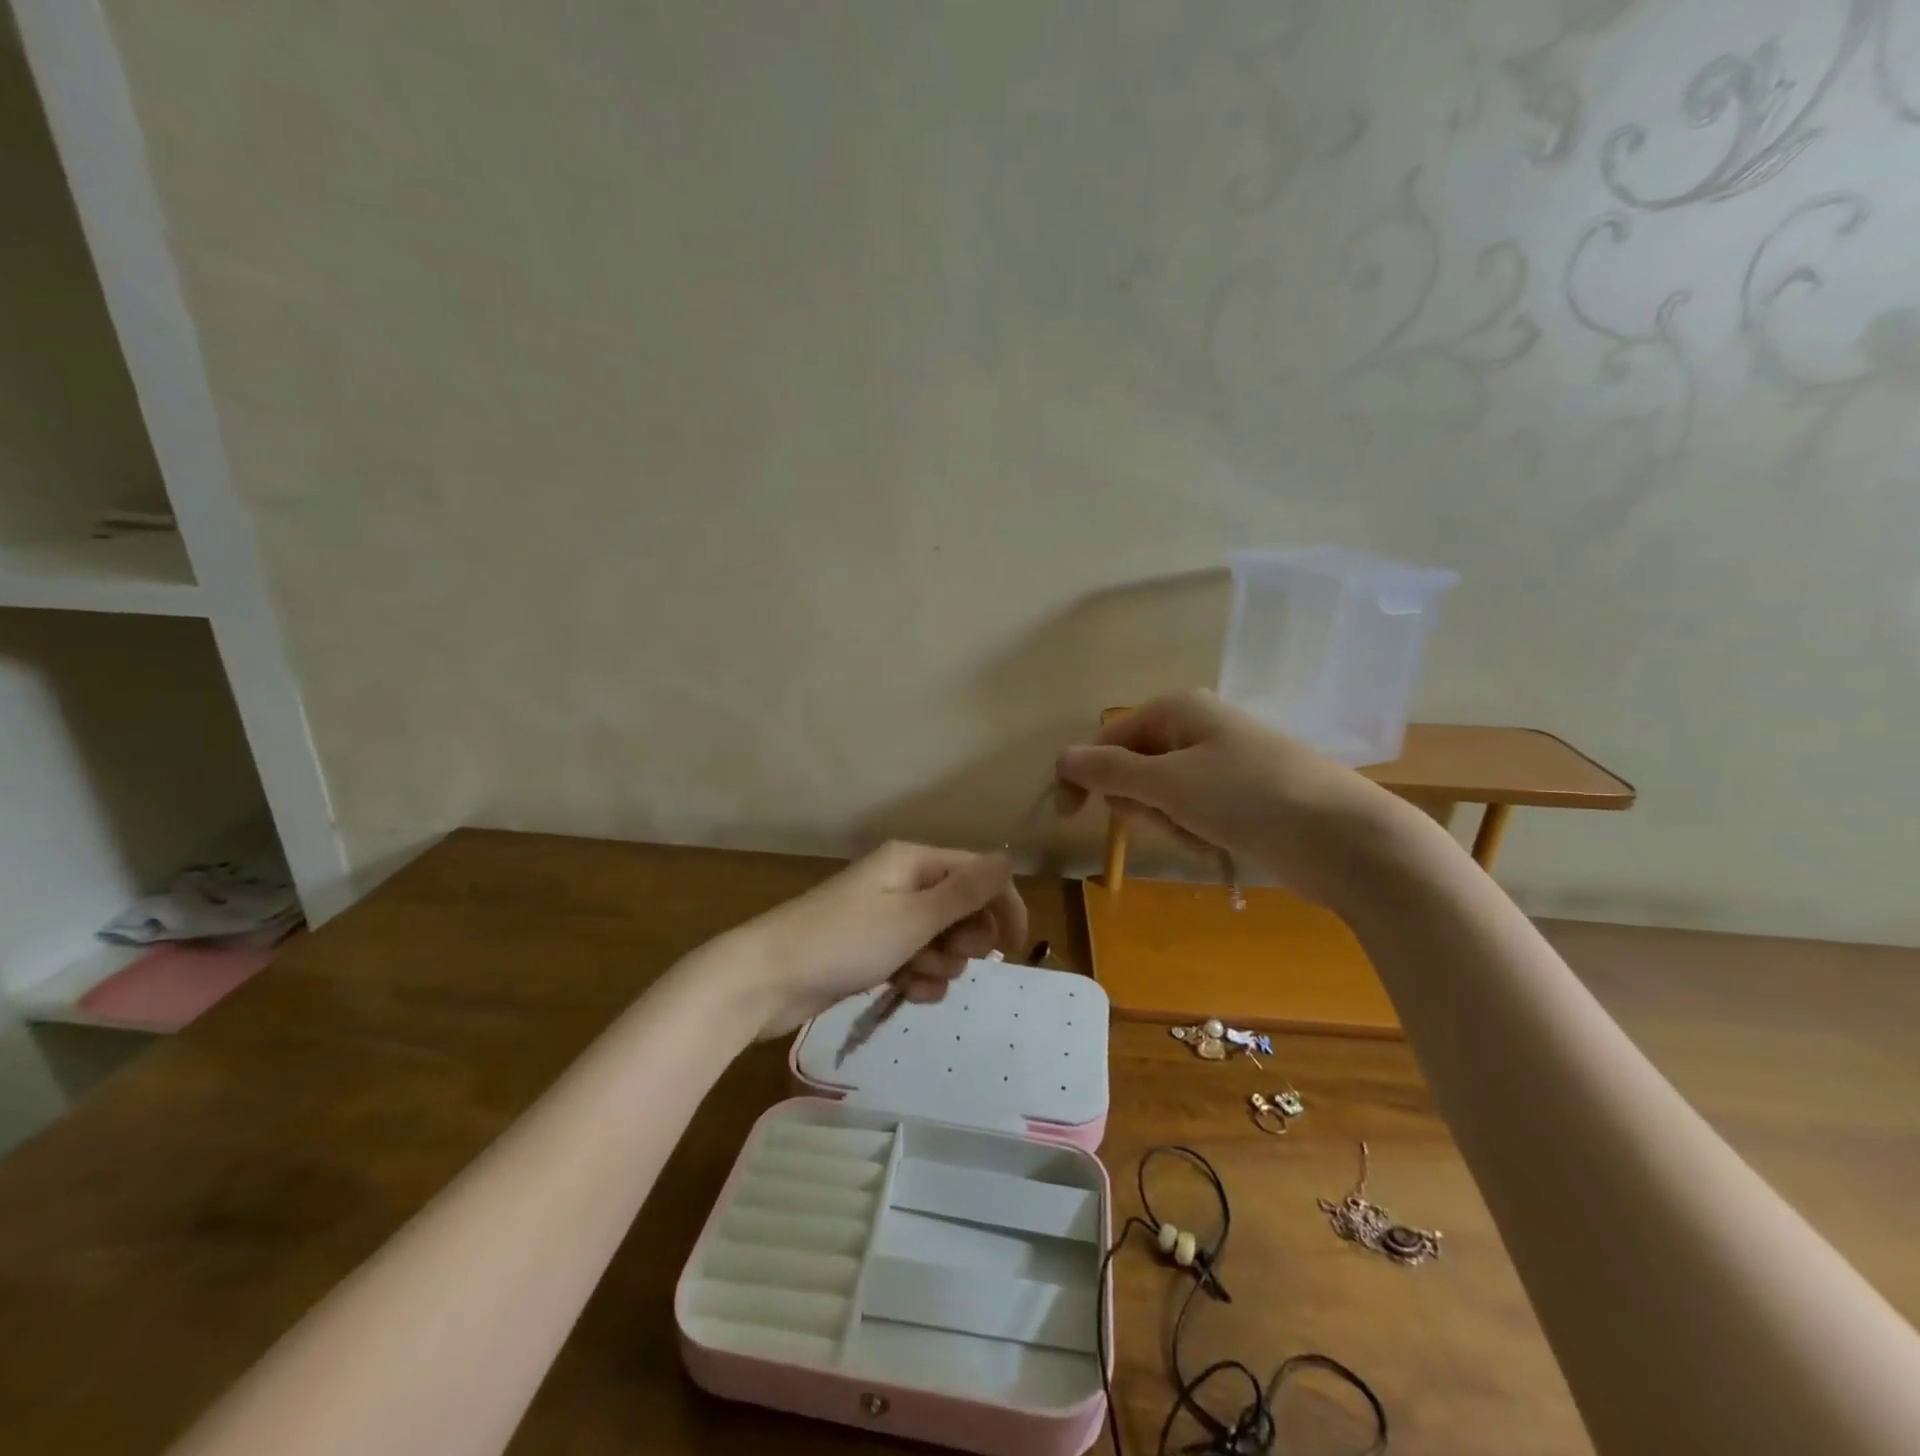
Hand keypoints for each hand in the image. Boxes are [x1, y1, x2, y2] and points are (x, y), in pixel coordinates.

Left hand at [734, 842, 1028, 1038]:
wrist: (767, 979)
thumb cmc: (844, 941)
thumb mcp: (913, 917)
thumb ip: (965, 891)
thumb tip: (1009, 857)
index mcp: (913, 862)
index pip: (978, 873)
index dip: (1002, 906)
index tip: (1016, 949)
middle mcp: (903, 882)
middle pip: (962, 908)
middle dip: (962, 939)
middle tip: (942, 955)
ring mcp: (887, 917)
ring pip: (941, 940)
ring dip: (938, 964)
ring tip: (911, 976)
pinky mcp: (873, 949)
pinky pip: (916, 960)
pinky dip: (918, 977)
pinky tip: (905, 992)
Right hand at [1054, 690, 1407, 905]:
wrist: (1344, 838)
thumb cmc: (1248, 797)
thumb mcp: (1168, 783)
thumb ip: (1109, 770)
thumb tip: (1061, 757)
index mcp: (1177, 709)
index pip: (1106, 739)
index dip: (1082, 776)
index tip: (1068, 818)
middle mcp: (1197, 728)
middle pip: (1135, 769)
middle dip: (1141, 804)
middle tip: (1168, 819)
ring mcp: (1223, 762)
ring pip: (1164, 798)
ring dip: (1172, 824)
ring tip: (1205, 836)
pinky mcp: (1242, 797)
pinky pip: (1196, 814)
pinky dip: (1198, 834)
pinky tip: (1222, 846)